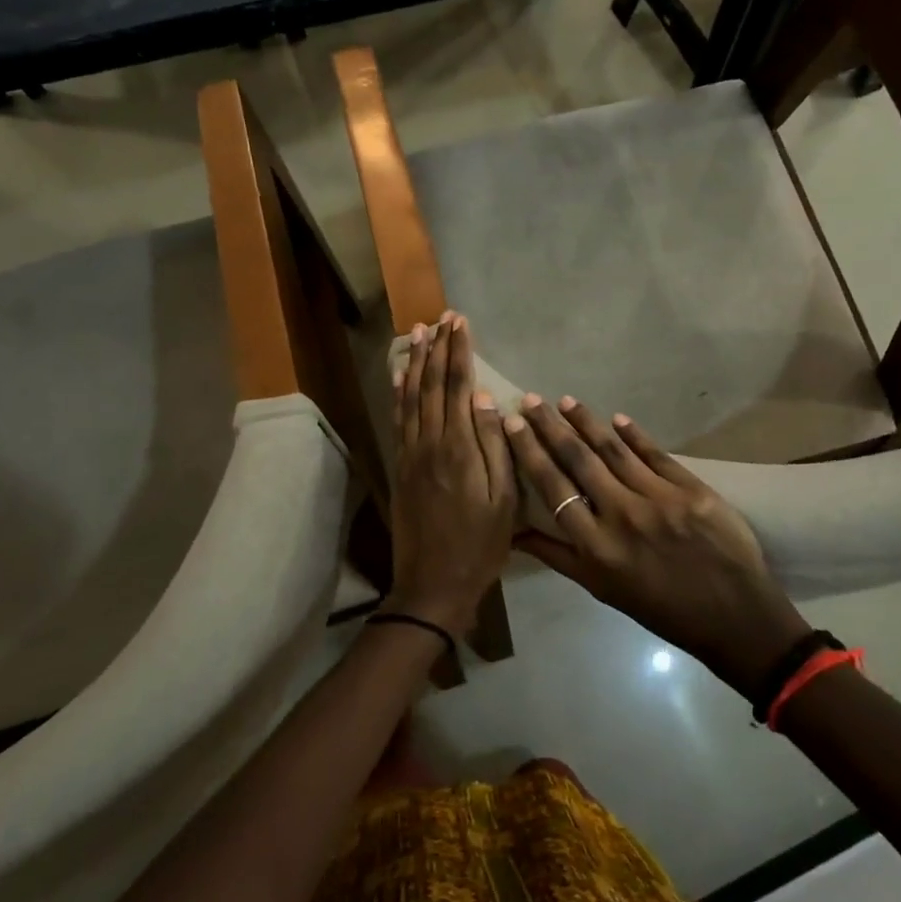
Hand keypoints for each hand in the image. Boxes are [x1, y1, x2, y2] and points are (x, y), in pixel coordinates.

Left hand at [386, 313, 516, 636]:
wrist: (433, 584)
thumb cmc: (480, 545)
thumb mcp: (502, 500)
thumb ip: (493, 446)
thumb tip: (485, 398)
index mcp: (459, 448)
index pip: (458, 387)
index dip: (458, 352)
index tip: (460, 323)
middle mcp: (430, 442)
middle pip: (432, 385)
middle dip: (438, 348)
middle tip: (442, 317)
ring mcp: (411, 454)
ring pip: (411, 396)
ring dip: (415, 362)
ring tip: (418, 333)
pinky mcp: (401, 466)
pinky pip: (399, 419)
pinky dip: (399, 392)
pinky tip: (399, 376)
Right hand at [504, 395, 809, 696]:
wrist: (734, 617)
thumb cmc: (661, 609)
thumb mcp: (602, 590)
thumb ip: (558, 556)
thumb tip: (515, 532)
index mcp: (596, 546)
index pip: (553, 487)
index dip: (530, 451)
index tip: (512, 423)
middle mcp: (622, 516)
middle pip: (578, 459)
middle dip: (550, 426)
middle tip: (531, 399)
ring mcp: (659, 499)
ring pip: (614, 450)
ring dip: (587, 422)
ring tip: (566, 401)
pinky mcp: (691, 489)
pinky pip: (655, 454)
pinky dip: (634, 434)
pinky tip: (617, 418)